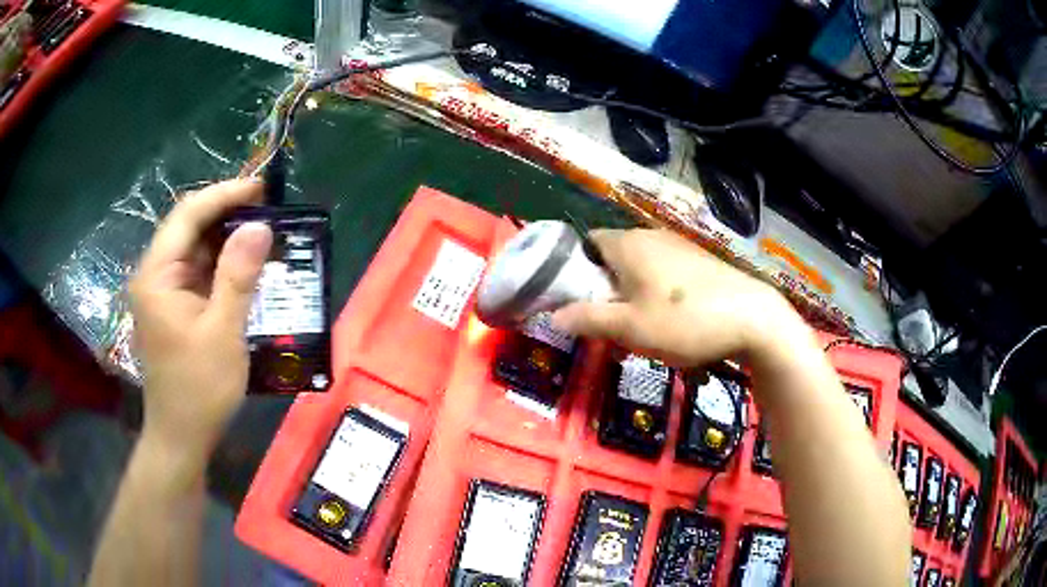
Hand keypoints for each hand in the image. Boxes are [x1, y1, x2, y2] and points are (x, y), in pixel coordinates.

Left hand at [129, 179, 271, 461]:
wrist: (181, 436)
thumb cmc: (198, 389)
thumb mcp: (223, 332)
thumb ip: (238, 275)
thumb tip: (260, 226)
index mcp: (157, 276)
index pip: (187, 215)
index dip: (224, 194)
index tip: (261, 188)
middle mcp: (154, 276)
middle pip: (188, 228)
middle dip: (226, 213)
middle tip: (268, 208)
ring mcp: (163, 292)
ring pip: (194, 249)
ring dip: (226, 239)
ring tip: (263, 232)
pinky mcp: (173, 308)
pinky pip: (197, 273)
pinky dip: (221, 266)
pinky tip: (245, 266)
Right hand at [552, 228, 803, 367]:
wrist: (753, 318)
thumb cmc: (683, 321)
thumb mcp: (630, 328)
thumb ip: (589, 319)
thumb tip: (554, 315)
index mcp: (627, 244)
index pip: (587, 243)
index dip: (575, 269)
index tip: (577, 300)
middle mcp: (650, 236)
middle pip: (613, 256)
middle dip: (604, 287)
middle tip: (607, 322)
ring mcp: (678, 245)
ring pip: (640, 266)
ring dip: (631, 292)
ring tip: (639, 326)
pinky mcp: (699, 260)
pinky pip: (664, 271)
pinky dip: (656, 291)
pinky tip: (671, 319)